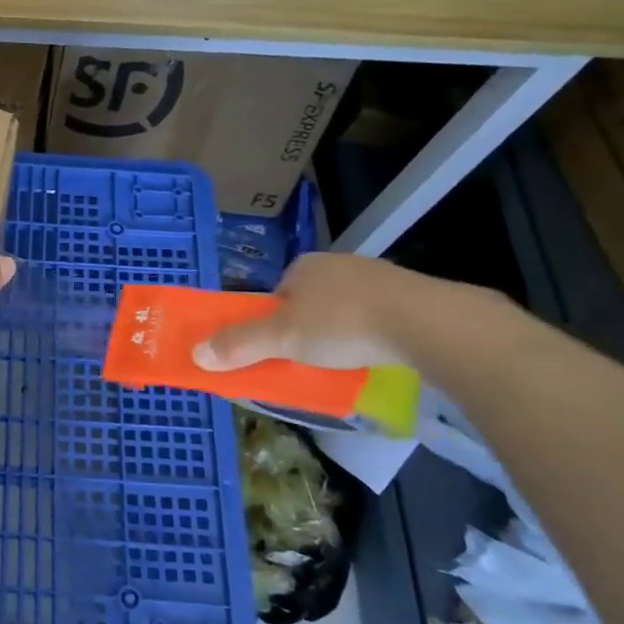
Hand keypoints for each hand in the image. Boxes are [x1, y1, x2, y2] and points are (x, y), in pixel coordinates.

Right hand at [192, 252, 446, 372]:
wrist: (427, 323)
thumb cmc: (343, 325)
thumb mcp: (282, 339)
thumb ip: (240, 345)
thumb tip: (196, 355)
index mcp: (304, 266)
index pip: (277, 294)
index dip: (272, 321)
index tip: (278, 348)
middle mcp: (338, 263)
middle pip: (310, 301)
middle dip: (308, 327)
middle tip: (310, 358)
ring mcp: (378, 276)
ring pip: (347, 307)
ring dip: (342, 331)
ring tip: (346, 360)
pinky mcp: (412, 294)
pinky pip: (380, 315)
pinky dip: (373, 333)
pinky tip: (379, 352)